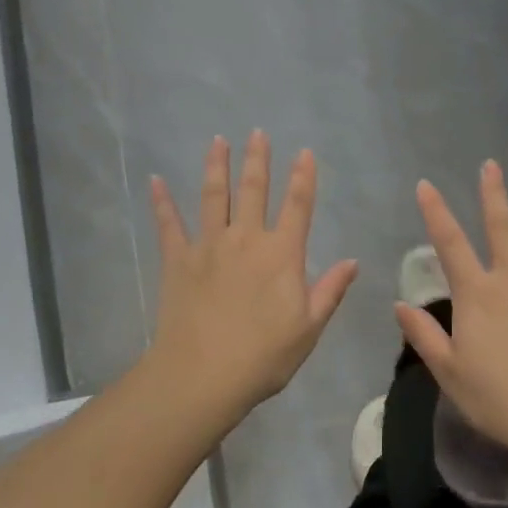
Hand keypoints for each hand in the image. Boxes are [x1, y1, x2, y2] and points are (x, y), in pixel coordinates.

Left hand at [148, 132, 357, 423]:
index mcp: (282, 255)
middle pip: (253, 191)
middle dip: (258, 160)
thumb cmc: (264, 356)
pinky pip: (169, 225)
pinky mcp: (177, 261)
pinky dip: (162, 202)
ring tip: (218, 141)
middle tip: (257, 133)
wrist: (203, 375)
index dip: (303, 178)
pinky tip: (155, 181)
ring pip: (213, 197)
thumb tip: (352, 261)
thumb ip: (330, 291)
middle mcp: (246, 240)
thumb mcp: (309, 328)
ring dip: (216, 167)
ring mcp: (208, 247)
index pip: (298, 207)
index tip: (304, 152)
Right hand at [397, 161, 507, 468]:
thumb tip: (400, 304)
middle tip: (491, 164)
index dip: (436, 213)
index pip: (450, 244)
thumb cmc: (496, 397)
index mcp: (476, 295)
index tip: (426, 185)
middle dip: (493, 195)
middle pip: (501, 228)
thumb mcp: (448, 371)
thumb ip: (424, 334)